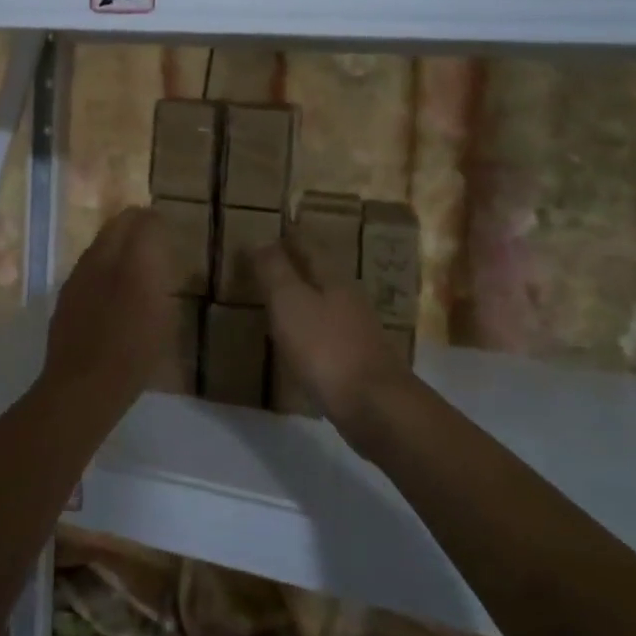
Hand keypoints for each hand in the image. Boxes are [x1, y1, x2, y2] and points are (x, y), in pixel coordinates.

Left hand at [40, 208, 180, 405]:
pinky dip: (101, 264)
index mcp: (134, 259)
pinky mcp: (65, 291)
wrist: (84, 383)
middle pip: (118, 222)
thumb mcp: (165, 317)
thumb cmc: (136, 353)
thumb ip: (160, 280)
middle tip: (150, 236)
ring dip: (116, 243)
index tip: (166, 229)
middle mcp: (102, 256)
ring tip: (130, 262)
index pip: (145, 220)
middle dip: (135, 223)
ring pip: (100, 242)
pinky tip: (109, 286)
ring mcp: (79, 273)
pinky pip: (87, 264)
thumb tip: (157, 259)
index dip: (156, 221)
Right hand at [252, 235, 408, 434]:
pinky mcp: (358, 362)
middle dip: (298, 266)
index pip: (310, 247)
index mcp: (333, 279)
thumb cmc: (325, 347)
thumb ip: (274, 270)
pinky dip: (310, 330)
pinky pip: (328, 335)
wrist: (374, 406)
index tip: (275, 229)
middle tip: (271, 263)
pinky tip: (298, 342)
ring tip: (279, 301)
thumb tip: (261, 239)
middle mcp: (350, 299)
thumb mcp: (290, 302)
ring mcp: (358, 332)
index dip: (291, 237)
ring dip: (304, 299)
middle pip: (321, 274)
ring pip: (326, 304)